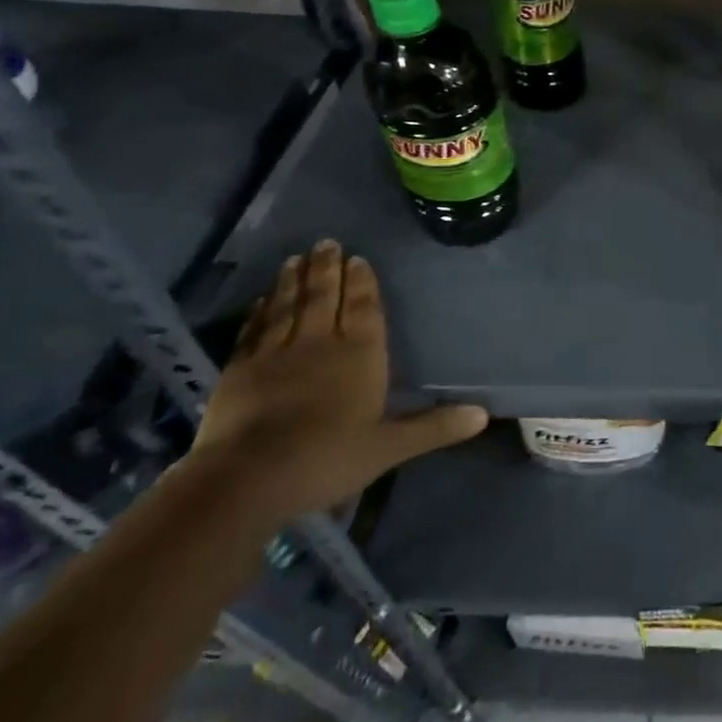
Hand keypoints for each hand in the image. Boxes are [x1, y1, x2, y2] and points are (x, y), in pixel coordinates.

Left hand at [189, 240, 487, 522]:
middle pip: (324, 297)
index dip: (362, 283)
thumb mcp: (389, 447)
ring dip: (293, 281)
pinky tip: (261, 301)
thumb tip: (483, 414)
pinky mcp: (239, 371)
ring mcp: (275, 354)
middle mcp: (319, 343)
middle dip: (327, 269)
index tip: (358, 258)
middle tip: (326, 243)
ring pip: (288, 307)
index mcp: (359, 354)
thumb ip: (434, 427)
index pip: (363, 308)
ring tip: (296, 258)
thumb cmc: (327, 458)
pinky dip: (259, 313)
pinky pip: (253, 331)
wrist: (246, 478)